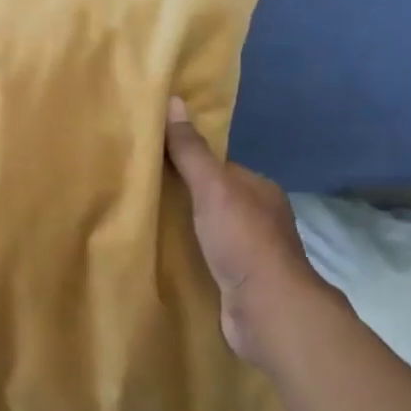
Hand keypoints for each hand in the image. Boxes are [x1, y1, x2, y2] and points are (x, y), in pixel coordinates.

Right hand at [163, 97, 338, 364]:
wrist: (267, 309)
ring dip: (186, 227)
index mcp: (260, 189)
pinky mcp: (240, 281)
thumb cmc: (243, 240)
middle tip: (143, 192)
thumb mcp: (212, 187)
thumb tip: (174, 100)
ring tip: (147, 223)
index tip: (153, 162)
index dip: (188, 162)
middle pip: (214, 197)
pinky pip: (209, 257)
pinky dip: (191, 254)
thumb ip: (191, 150)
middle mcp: (261, 217)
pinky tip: (167, 255)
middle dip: (185, 195)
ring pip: (211, 229)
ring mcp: (252, 251)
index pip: (218, 167)